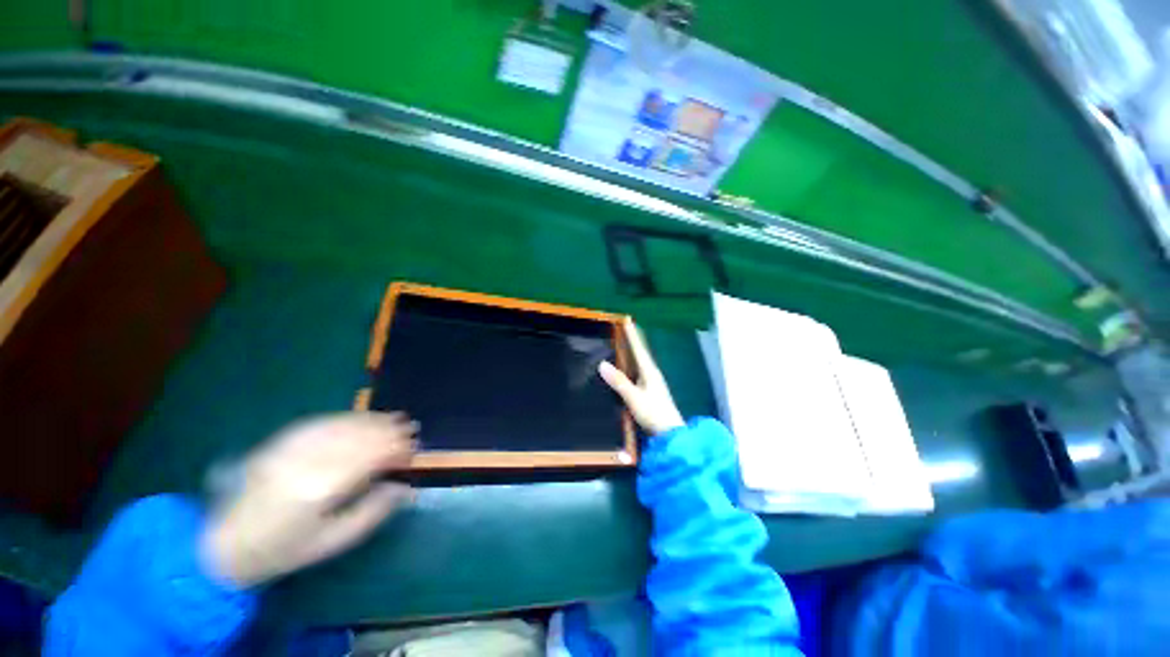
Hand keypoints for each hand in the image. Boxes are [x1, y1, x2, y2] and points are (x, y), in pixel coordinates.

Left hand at [200, 412, 416, 587]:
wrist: (223, 545)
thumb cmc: (284, 550)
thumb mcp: (333, 542)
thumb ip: (373, 512)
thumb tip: (405, 487)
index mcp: (322, 489)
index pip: (370, 456)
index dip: (396, 449)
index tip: (413, 450)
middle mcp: (307, 462)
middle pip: (358, 437)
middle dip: (390, 431)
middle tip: (411, 429)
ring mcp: (290, 449)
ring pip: (341, 426)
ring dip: (372, 420)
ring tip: (394, 418)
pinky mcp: (278, 443)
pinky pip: (319, 424)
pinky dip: (345, 418)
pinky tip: (360, 418)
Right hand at [599, 319, 684, 435]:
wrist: (670, 433)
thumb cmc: (654, 413)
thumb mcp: (634, 398)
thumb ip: (619, 382)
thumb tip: (602, 364)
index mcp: (649, 371)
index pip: (639, 349)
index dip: (632, 335)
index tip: (626, 320)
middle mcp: (651, 374)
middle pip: (640, 353)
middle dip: (632, 340)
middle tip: (622, 328)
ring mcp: (652, 383)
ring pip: (639, 362)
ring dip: (631, 352)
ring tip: (622, 343)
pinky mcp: (649, 391)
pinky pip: (637, 371)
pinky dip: (630, 364)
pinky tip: (625, 367)